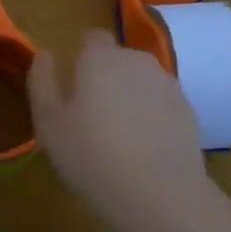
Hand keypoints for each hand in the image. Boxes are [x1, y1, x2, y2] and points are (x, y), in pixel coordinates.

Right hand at [28, 32, 213, 231]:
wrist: (158, 193)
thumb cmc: (91, 155)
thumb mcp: (49, 123)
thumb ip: (42, 81)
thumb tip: (44, 54)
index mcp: (100, 58)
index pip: (92, 38)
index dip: (82, 58)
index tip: (74, 88)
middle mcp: (137, 61)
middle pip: (119, 60)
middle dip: (107, 78)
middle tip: (92, 117)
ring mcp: (168, 84)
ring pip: (142, 82)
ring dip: (131, 97)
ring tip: (120, 137)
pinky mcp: (188, 110)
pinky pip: (162, 104)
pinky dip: (153, 117)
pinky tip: (145, 149)